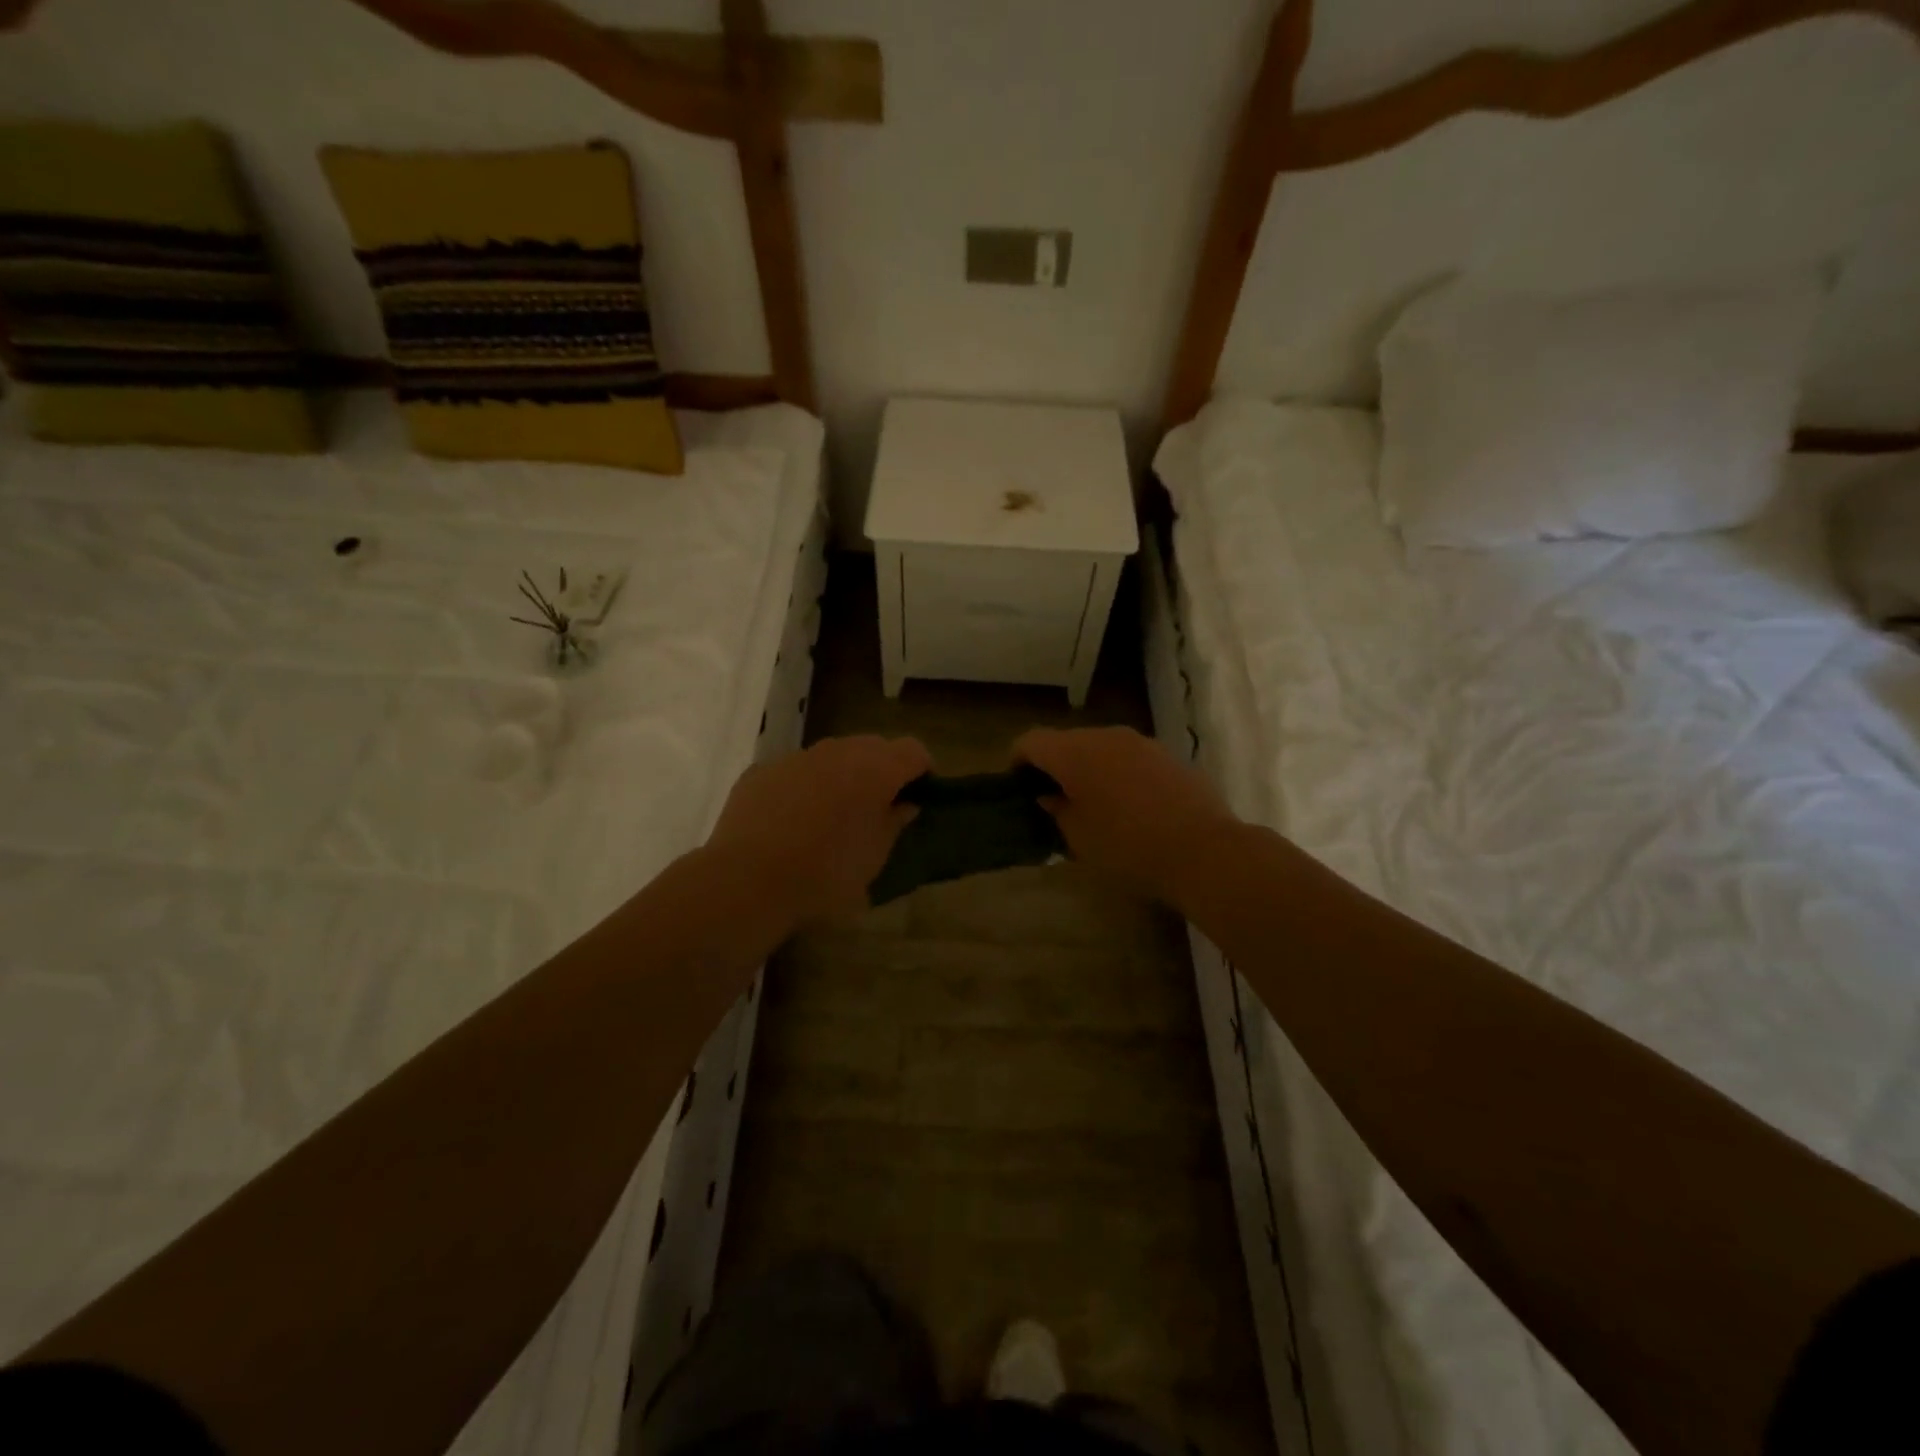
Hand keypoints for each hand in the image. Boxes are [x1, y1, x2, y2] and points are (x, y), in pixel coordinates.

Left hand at [704, 735, 930, 927]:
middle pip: (873, 747)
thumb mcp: (874, 857)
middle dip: (883, 770)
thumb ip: (894, 822)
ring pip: (832, 756)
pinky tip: (794, 821)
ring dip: (842, 776)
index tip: (922, 795)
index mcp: (874, 768)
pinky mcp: (761, 771)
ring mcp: (796, 758)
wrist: (747, 881)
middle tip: (881, 805)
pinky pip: (796, 771)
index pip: (913, 751)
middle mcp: (837, 751)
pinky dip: (805, 787)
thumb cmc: (826, 873)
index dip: (922, 770)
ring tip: (836, 814)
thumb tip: (904, 804)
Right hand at [1015, 726, 1238, 909]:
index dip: (1018, 760)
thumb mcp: (1079, 837)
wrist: (1204, 851)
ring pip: (1100, 748)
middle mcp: (1106, 736)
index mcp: (1075, 752)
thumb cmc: (1128, 847)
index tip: (1017, 786)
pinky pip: (1130, 758)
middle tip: (1052, 799)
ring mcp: (1142, 743)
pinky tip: (1129, 806)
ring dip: (1088, 768)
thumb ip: (1058, 810)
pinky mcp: (1168, 756)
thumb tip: (1051, 796)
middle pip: (1067, 741)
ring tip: (1092, 803)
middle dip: (1054, 765)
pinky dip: (1118, 773)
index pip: (1032, 741)